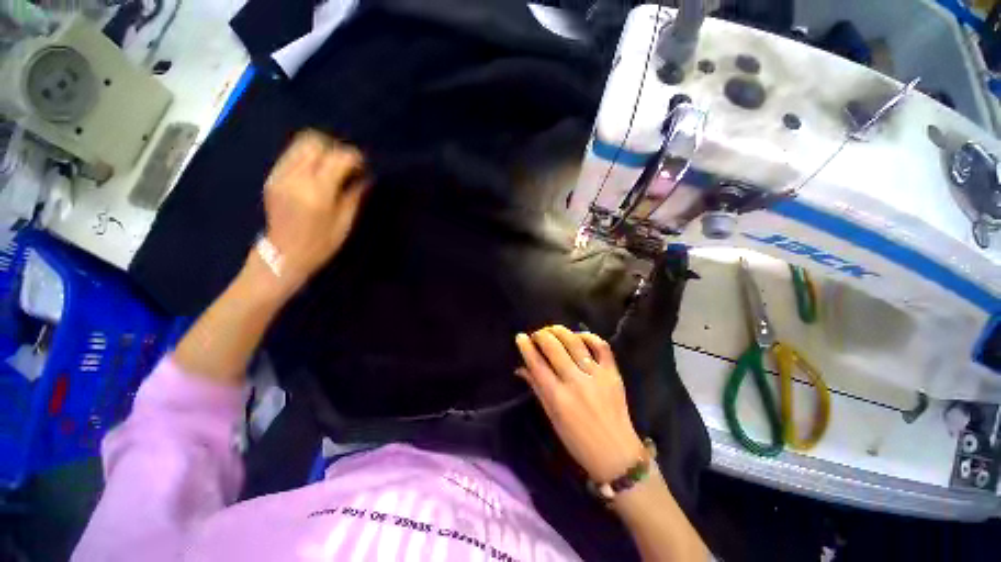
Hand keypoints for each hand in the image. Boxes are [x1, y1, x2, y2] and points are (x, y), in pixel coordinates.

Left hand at [261, 130, 368, 289]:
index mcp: (318, 192)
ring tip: (333, 164)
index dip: (354, 157)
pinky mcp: (272, 177)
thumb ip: (355, 195)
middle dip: (336, 148)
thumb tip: (366, 176)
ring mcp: (280, 175)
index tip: (364, 167)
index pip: (338, 157)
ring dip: (321, 149)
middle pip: (315, 142)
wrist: (284, 254)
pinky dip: (307, 156)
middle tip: (348, 163)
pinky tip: (317, 171)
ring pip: (300, 143)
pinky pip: (291, 154)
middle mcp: (296, 177)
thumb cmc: (321, 243)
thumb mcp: (345, 222)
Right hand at [515, 325, 645, 482]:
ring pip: (574, 342)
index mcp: (558, 397)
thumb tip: (521, 368)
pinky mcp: (613, 373)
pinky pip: (601, 346)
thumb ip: (537, 388)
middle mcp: (576, 382)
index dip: (526, 347)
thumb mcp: (552, 417)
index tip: (520, 337)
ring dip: (560, 331)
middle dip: (541, 335)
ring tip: (552, 330)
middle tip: (536, 335)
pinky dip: (588, 336)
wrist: (616, 454)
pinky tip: (578, 336)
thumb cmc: (578, 440)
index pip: (537, 364)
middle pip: (554, 348)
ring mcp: (596, 375)